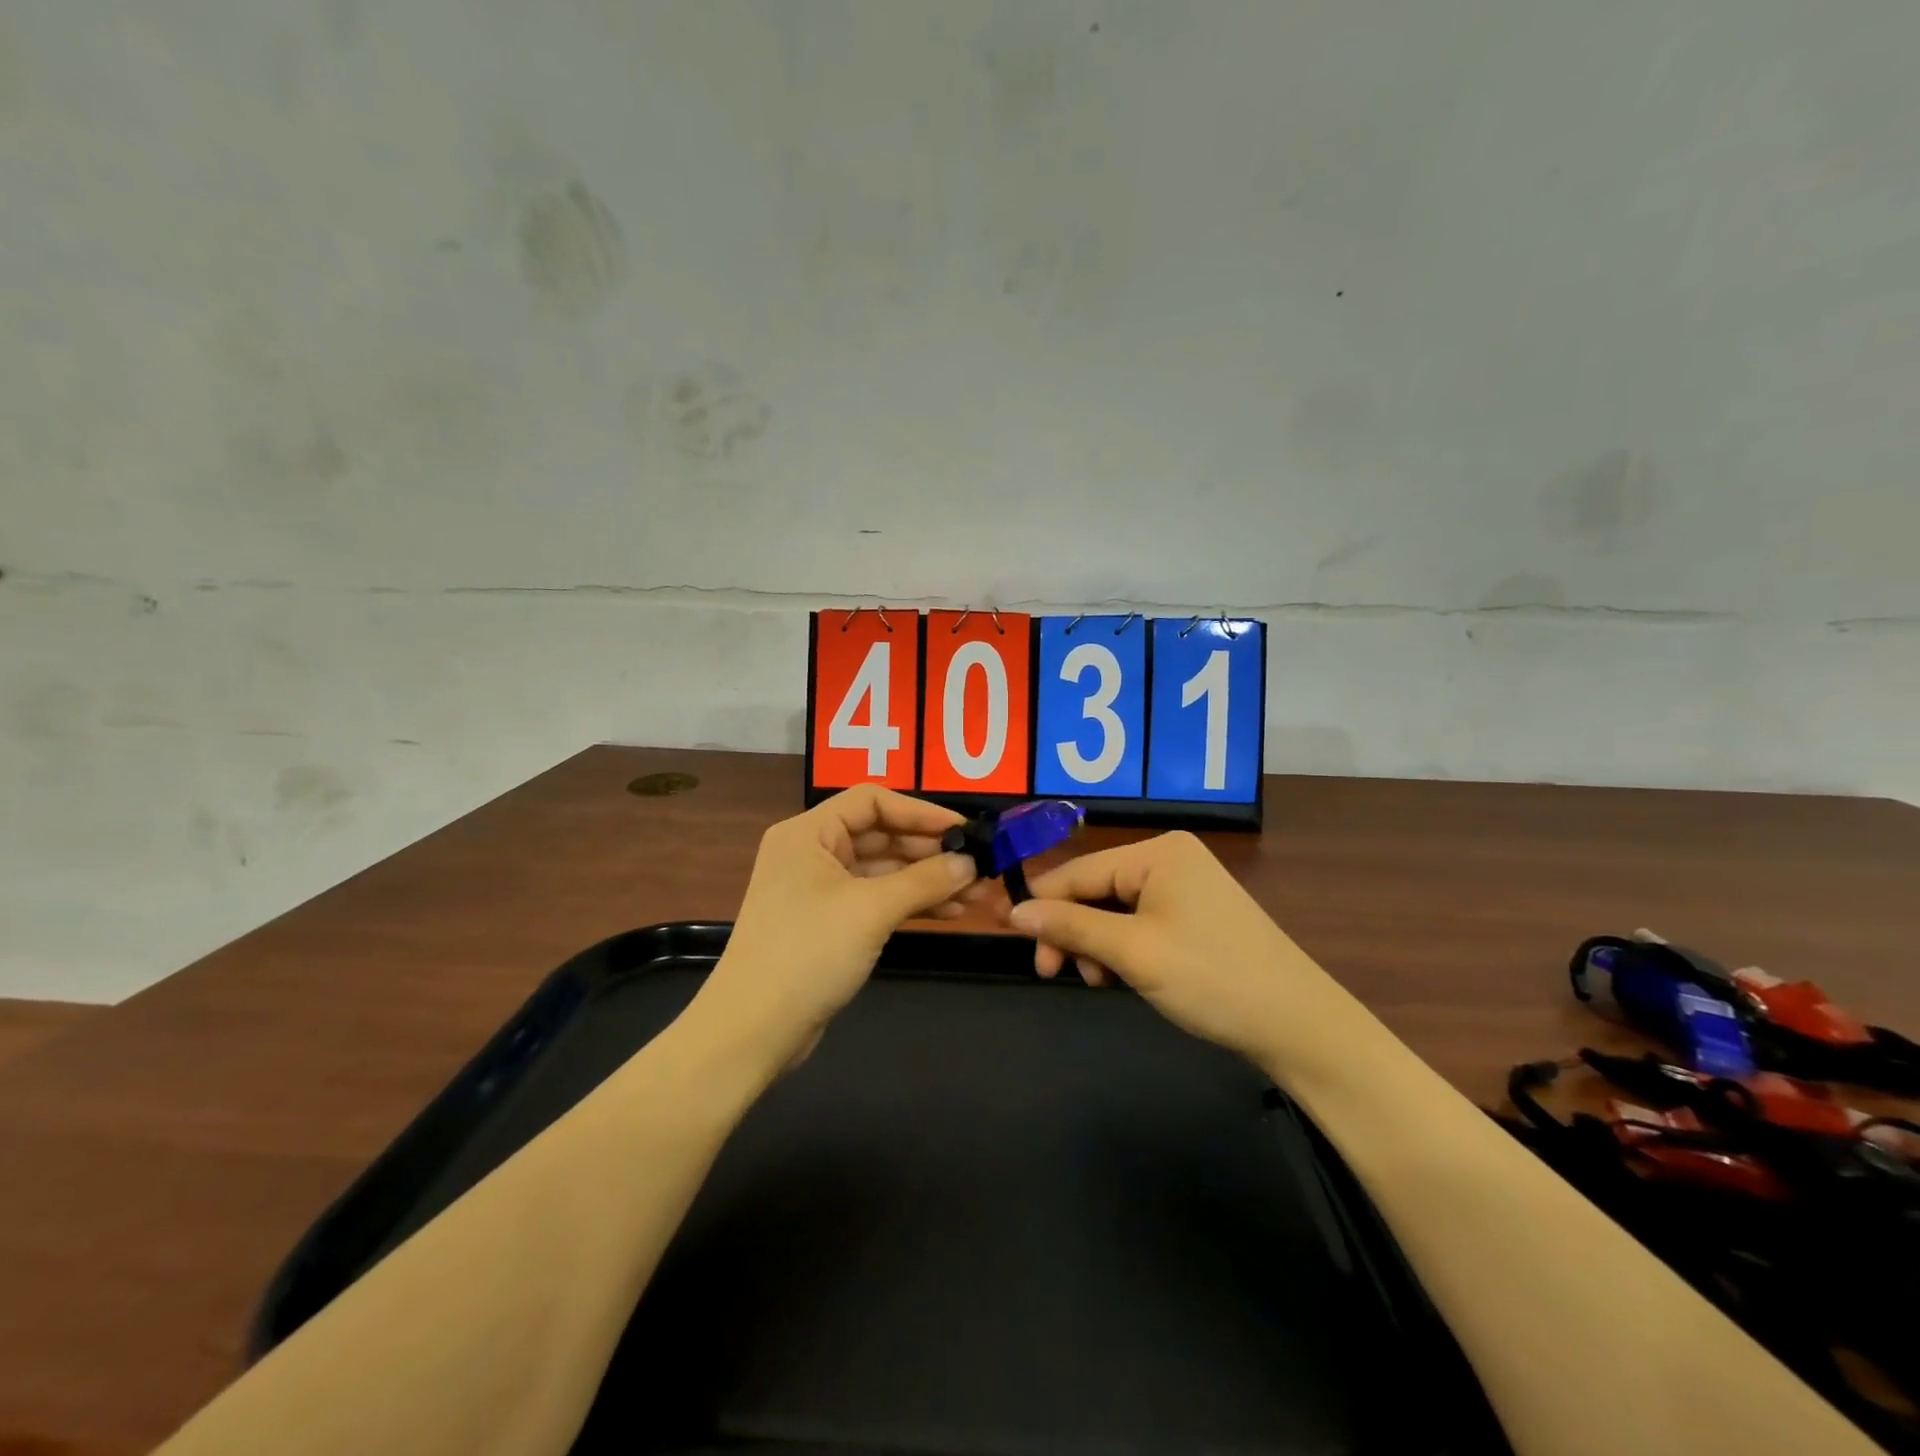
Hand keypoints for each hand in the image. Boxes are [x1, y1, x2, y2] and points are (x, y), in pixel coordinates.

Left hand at [696, 785, 979, 1070]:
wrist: (753, 1031)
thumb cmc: (808, 953)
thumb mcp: (871, 910)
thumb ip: (925, 880)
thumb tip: (971, 863)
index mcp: (808, 833)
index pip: (872, 802)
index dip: (920, 812)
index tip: (964, 829)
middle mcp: (812, 853)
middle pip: (880, 836)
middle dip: (930, 851)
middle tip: (979, 865)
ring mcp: (820, 890)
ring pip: (883, 871)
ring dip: (927, 880)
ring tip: (976, 893)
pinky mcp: (830, 924)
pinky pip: (877, 900)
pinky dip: (911, 903)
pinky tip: (951, 912)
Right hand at [1005, 831, 1344, 1064]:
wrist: (1297, 1025)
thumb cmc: (1211, 978)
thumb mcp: (1133, 952)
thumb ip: (1070, 927)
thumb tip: (1013, 912)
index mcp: (1157, 852)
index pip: (1079, 872)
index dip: (1041, 905)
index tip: (1010, 939)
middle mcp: (1170, 858)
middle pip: (1096, 890)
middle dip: (1071, 932)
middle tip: (1053, 974)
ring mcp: (1186, 886)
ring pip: (1115, 910)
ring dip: (1095, 944)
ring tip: (1096, 982)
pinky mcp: (1195, 915)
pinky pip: (1140, 922)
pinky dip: (1121, 948)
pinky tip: (1118, 976)